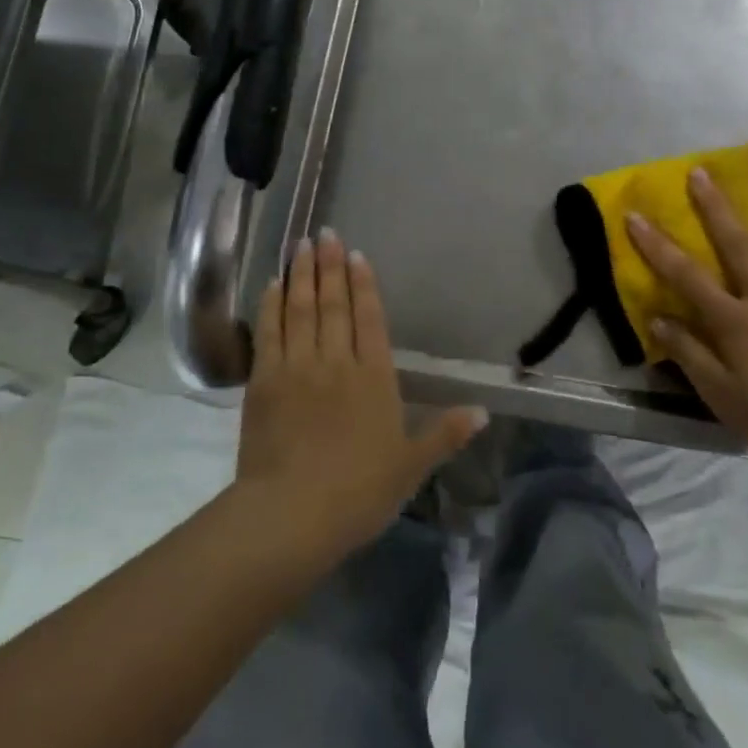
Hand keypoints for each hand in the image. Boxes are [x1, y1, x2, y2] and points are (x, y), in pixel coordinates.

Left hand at [237, 231, 486, 556]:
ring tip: (301, 244)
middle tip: (326, 233)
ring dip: (302, 275)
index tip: (357, 254)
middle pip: (334, 304)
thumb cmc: (358, 492)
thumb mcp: (411, 466)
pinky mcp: (263, 381)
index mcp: (374, 377)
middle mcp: (336, 361)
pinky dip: (271, 306)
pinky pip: (269, 332)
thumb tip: (484, 411)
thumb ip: (445, 434)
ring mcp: (297, 367)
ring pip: (300, 309)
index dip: (364, 284)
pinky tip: (273, 285)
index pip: (370, 318)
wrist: (291, 514)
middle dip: (331, 266)